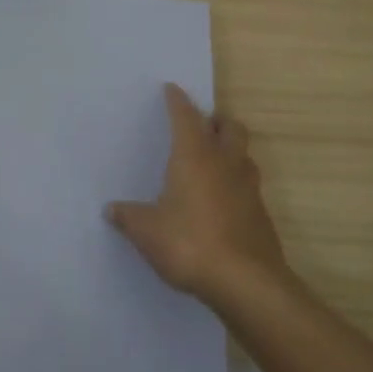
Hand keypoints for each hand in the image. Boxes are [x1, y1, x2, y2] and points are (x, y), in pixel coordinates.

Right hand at [107, 84, 287, 307]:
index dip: (177, 101)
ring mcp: (248, 188)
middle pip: (229, 127)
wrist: (246, 283)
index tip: (172, 89)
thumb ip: (128, 217)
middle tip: (201, 126)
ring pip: (244, 154)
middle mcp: (224, 163)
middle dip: (216, 121)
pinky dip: (236, 182)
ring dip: (231, 149)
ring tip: (213, 160)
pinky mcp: (261, 214)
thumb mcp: (147, 231)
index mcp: (194, 156)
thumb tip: (111, 209)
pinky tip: (223, 201)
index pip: (186, 117)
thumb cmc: (190, 244)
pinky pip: (249, 185)